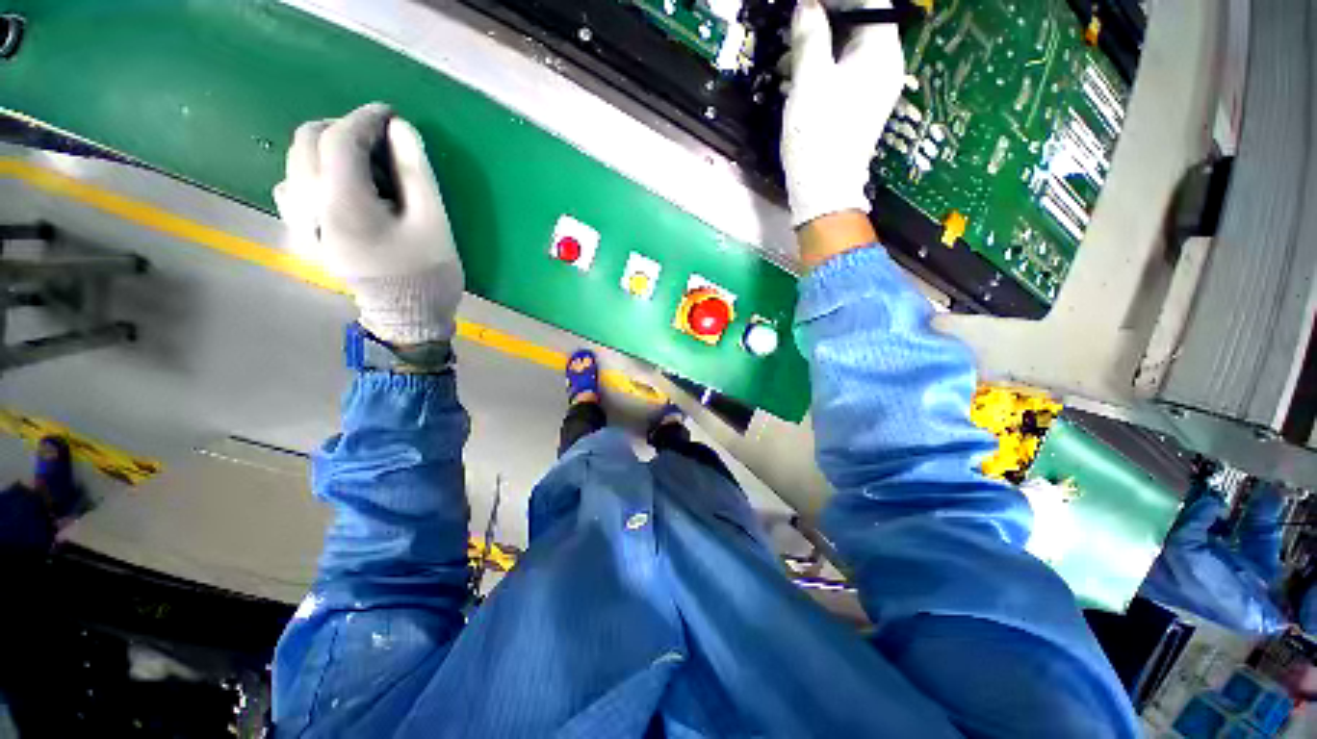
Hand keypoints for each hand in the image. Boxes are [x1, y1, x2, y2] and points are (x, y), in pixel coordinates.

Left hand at [275, 103, 463, 345]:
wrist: (409, 319)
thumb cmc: (428, 274)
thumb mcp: (434, 222)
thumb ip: (416, 171)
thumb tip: (400, 128)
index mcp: (343, 205)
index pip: (339, 139)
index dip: (364, 118)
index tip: (390, 114)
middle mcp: (308, 209)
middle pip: (306, 143)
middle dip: (341, 129)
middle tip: (377, 141)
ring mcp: (299, 225)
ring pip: (294, 164)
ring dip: (325, 151)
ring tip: (361, 166)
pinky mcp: (301, 237)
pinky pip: (290, 191)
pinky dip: (312, 176)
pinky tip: (338, 190)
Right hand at [781, 0, 905, 228]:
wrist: (824, 190)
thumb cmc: (818, 136)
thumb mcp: (810, 82)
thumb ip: (810, 36)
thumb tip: (806, 4)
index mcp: (881, 51)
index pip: (868, 1)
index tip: (807, 2)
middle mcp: (884, 64)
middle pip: (860, 21)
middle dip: (826, 17)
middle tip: (796, 23)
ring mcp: (873, 87)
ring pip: (849, 48)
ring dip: (820, 43)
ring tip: (790, 51)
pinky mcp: (859, 106)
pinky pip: (844, 71)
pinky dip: (823, 66)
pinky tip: (800, 73)